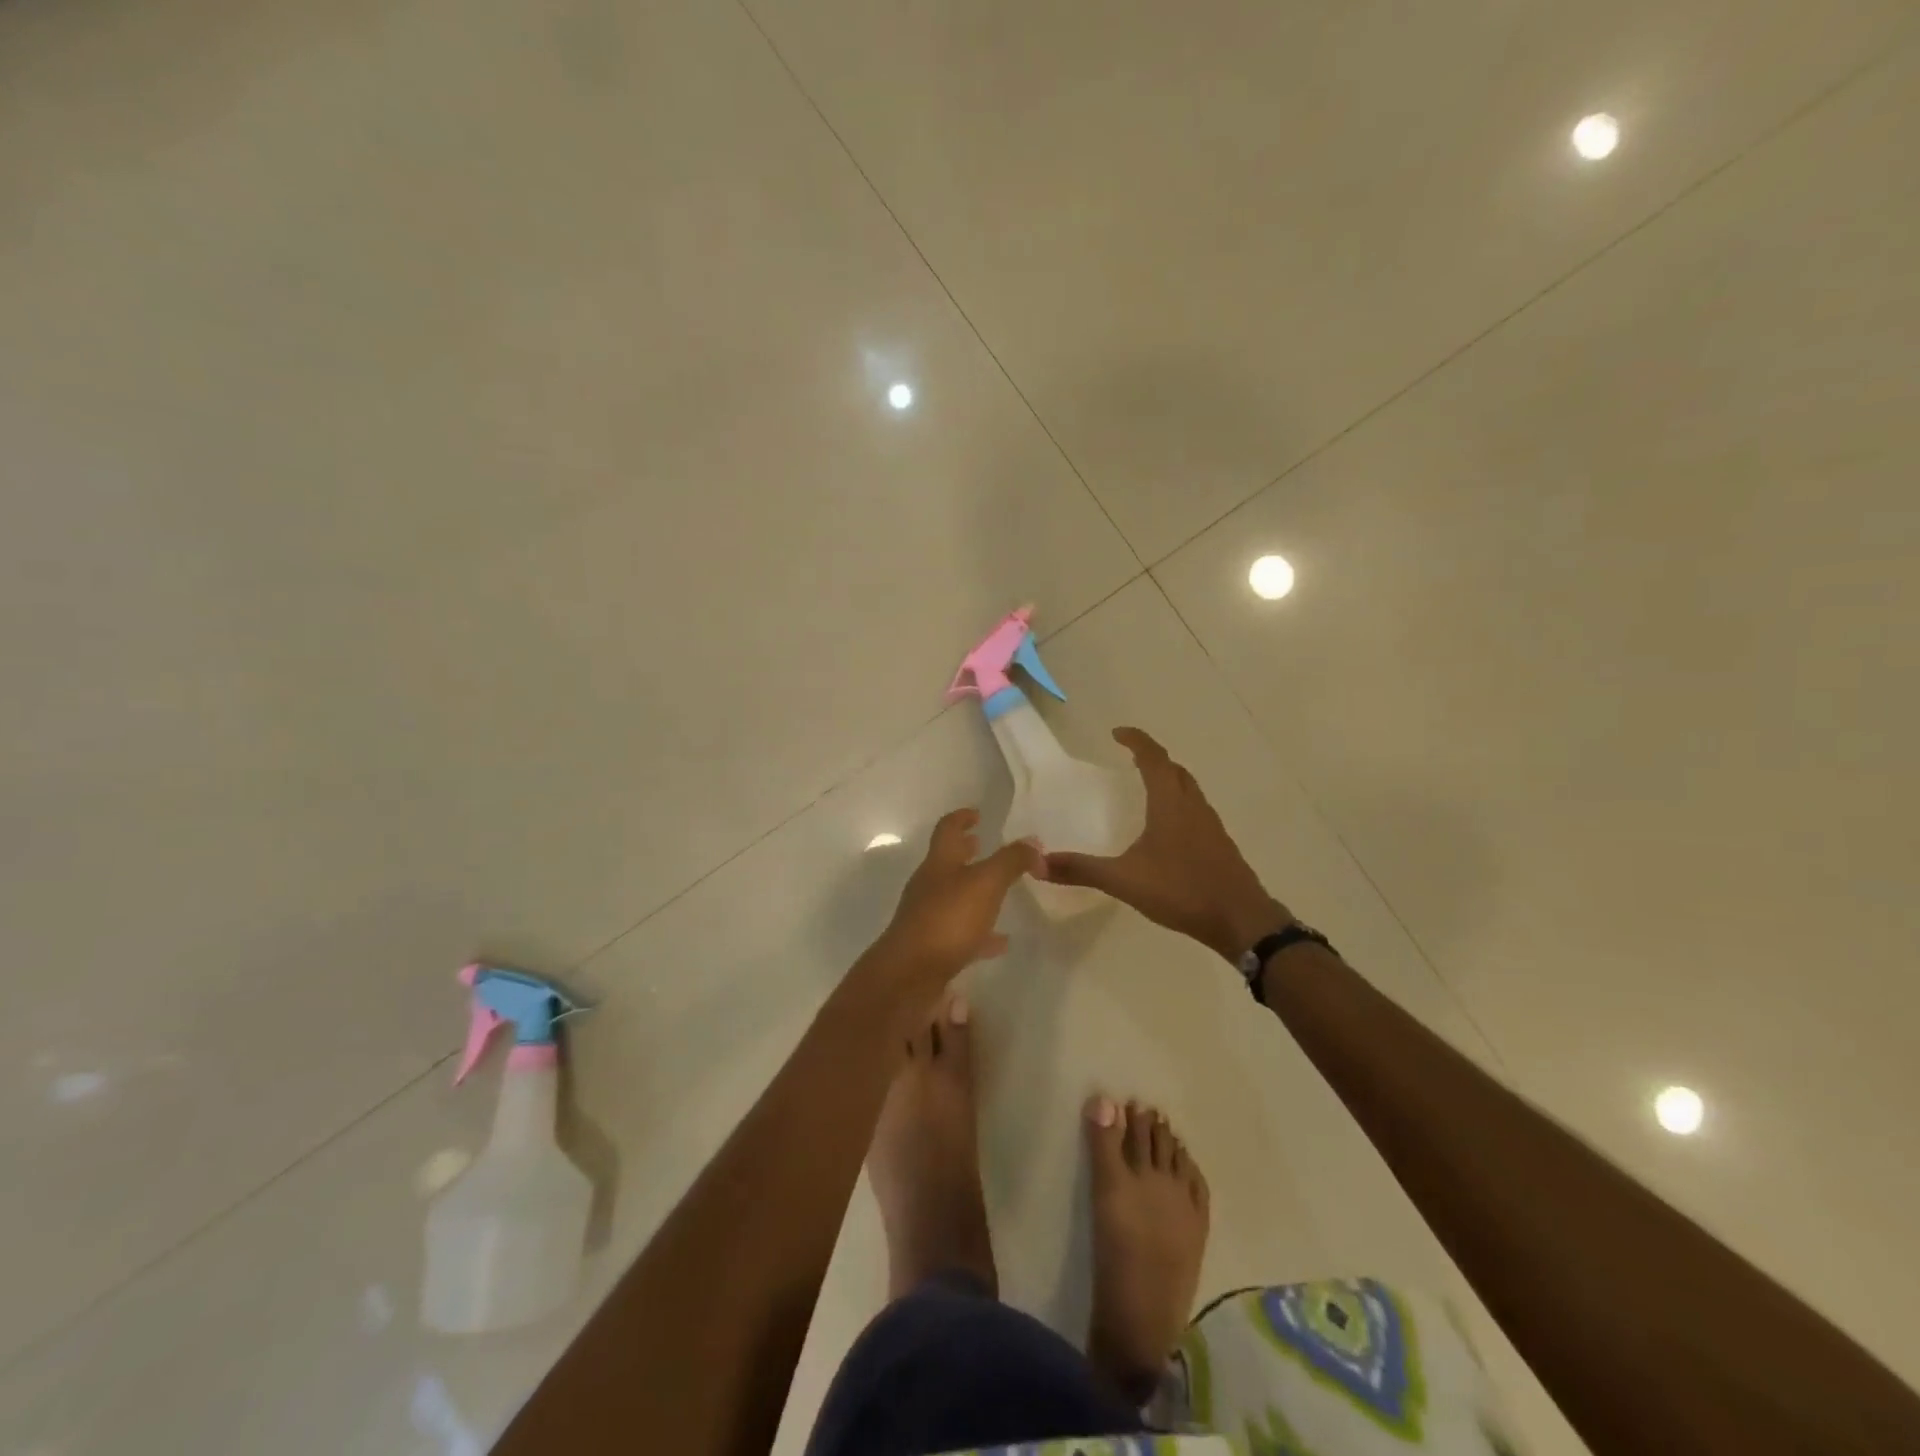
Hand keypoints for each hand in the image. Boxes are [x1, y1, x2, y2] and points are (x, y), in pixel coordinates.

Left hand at [871, 809, 1040, 985]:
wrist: (910, 976)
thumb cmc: (948, 919)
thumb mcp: (987, 883)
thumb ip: (1011, 861)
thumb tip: (1033, 841)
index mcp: (939, 863)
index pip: (948, 829)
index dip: (962, 818)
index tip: (977, 813)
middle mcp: (929, 886)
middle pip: (947, 862)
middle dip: (966, 852)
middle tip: (982, 846)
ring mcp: (927, 917)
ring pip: (954, 897)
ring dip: (974, 892)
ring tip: (1000, 894)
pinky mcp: (931, 948)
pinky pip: (961, 933)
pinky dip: (980, 933)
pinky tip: (1000, 942)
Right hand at [1040, 727, 1288, 961]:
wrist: (1241, 920)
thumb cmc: (1182, 891)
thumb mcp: (1124, 880)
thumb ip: (1081, 870)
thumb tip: (1038, 863)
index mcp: (1170, 803)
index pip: (1154, 758)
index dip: (1136, 740)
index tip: (1117, 733)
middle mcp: (1193, 806)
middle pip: (1174, 769)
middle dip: (1152, 758)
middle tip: (1130, 758)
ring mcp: (1211, 825)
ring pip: (1188, 789)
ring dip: (1169, 779)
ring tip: (1147, 787)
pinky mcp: (1219, 844)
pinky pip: (1196, 810)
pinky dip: (1179, 804)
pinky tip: (1168, 829)